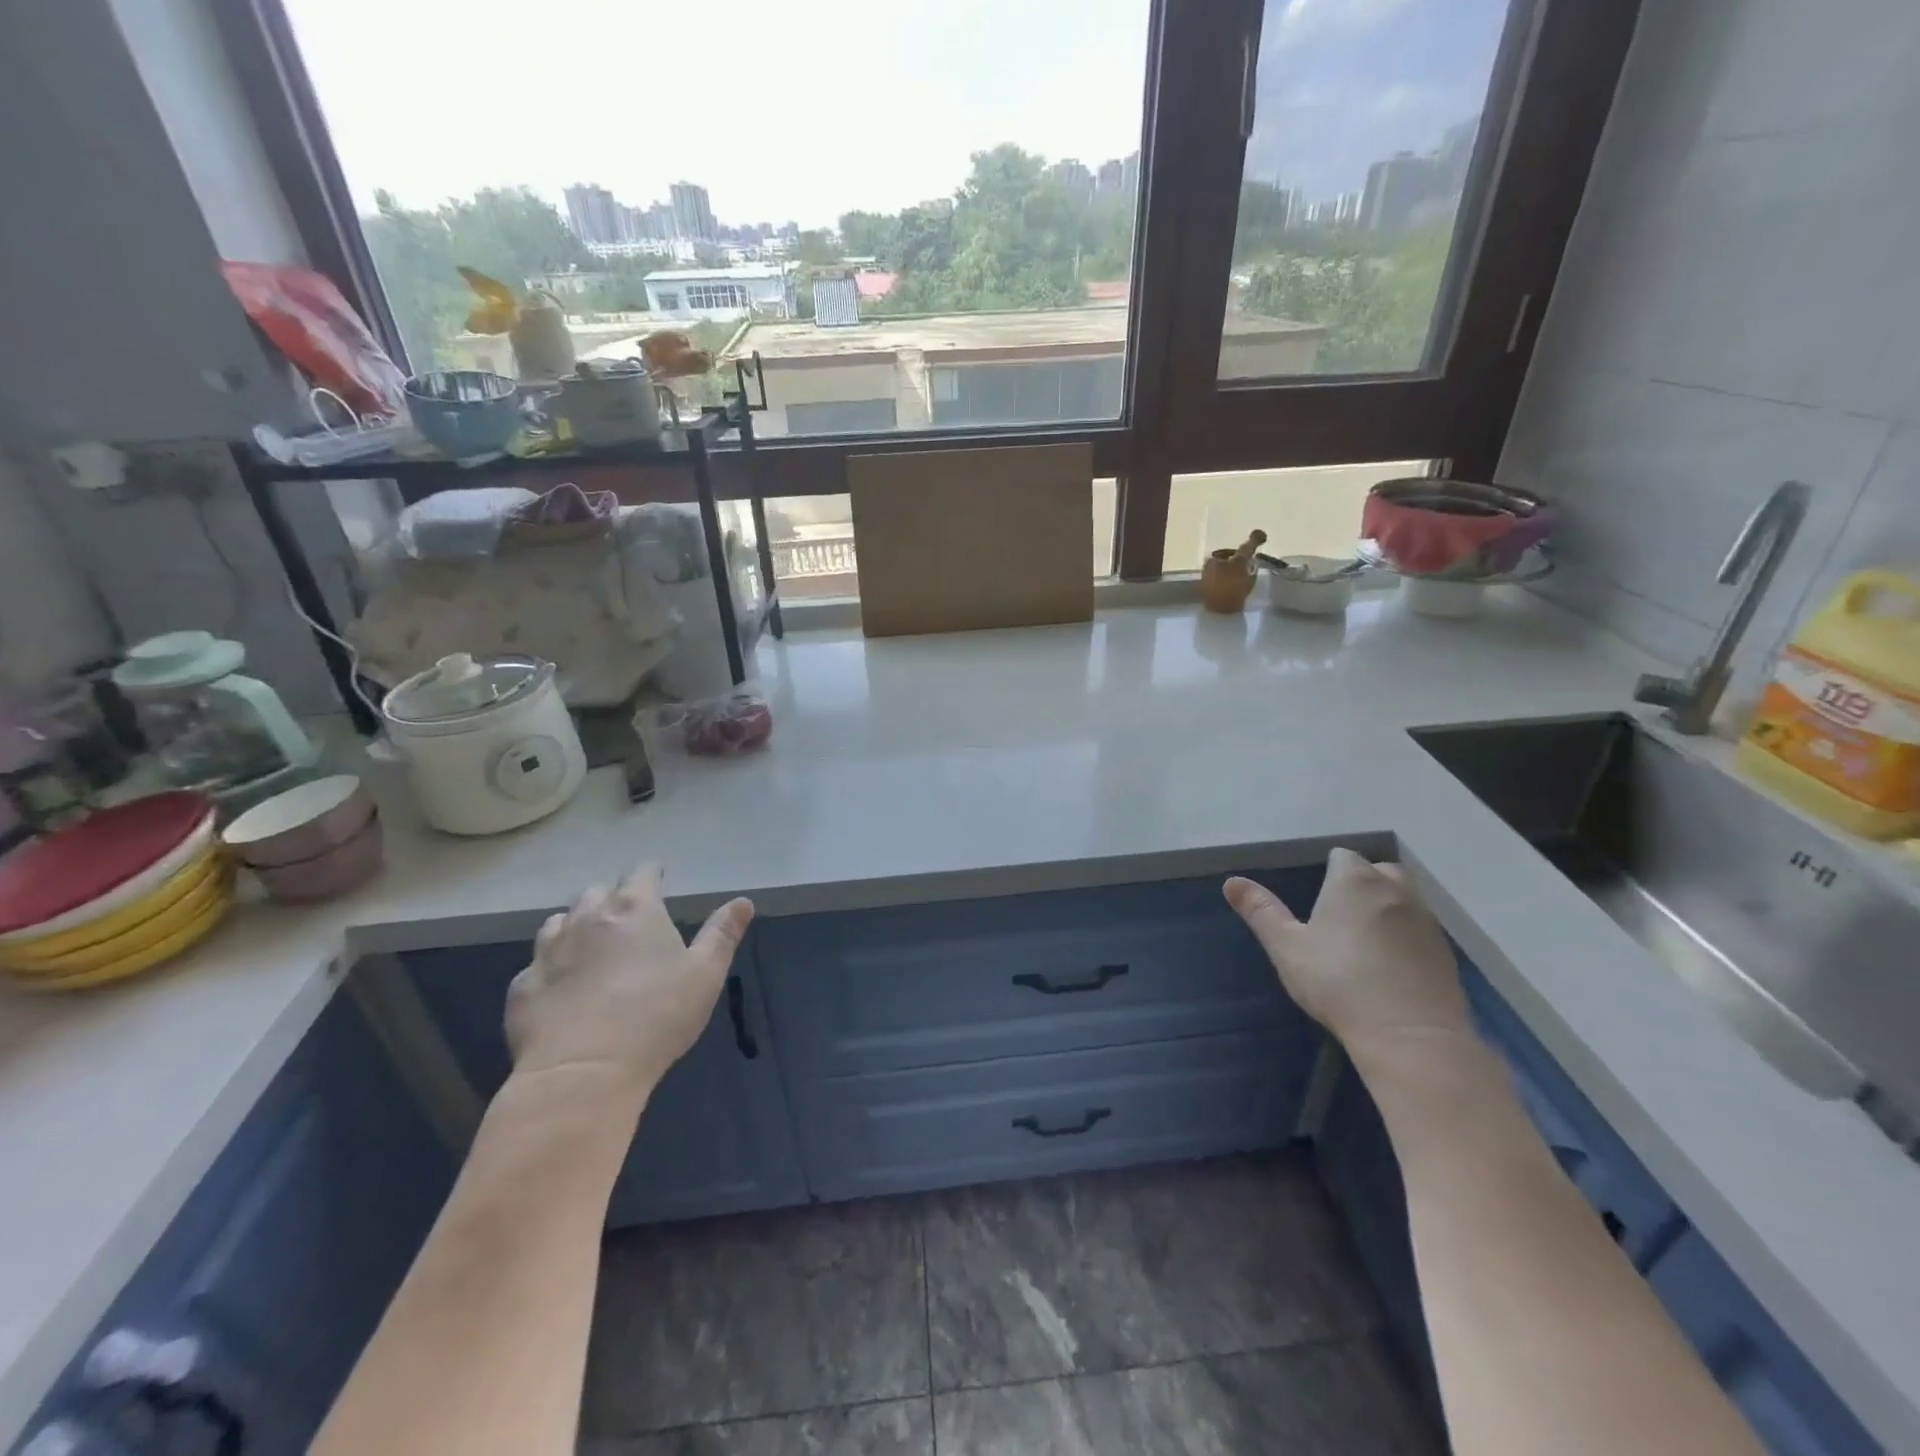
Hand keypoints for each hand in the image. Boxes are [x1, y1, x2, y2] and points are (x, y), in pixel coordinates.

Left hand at [505, 863, 753, 1097]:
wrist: (583, 1073)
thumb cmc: (657, 1015)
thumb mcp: (706, 974)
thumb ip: (722, 933)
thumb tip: (743, 901)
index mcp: (635, 909)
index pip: (643, 873)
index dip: (652, 872)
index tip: (659, 878)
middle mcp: (588, 918)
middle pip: (597, 891)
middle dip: (613, 897)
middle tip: (629, 917)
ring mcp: (549, 951)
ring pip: (559, 921)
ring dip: (577, 924)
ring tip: (590, 944)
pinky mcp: (522, 987)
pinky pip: (536, 964)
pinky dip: (551, 967)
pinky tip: (561, 987)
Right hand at [1224, 849, 1471, 1058]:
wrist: (1410, 1036)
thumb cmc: (1338, 983)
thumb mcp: (1287, 947)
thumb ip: (1261, 911)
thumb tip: (1231, 881)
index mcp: (1354, 881)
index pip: (1342, 856)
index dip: (1328, 873)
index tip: (1317, 901)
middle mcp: (1395, 889)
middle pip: (1378, 871)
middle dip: (1362, 884)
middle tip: (1339, 918)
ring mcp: (1426, 919)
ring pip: (1403, 898)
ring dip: (1386, 909)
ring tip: (1365, 942)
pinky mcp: (1445, 951)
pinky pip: (1420, 929)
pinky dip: (1406, 937)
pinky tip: (1391, 966)